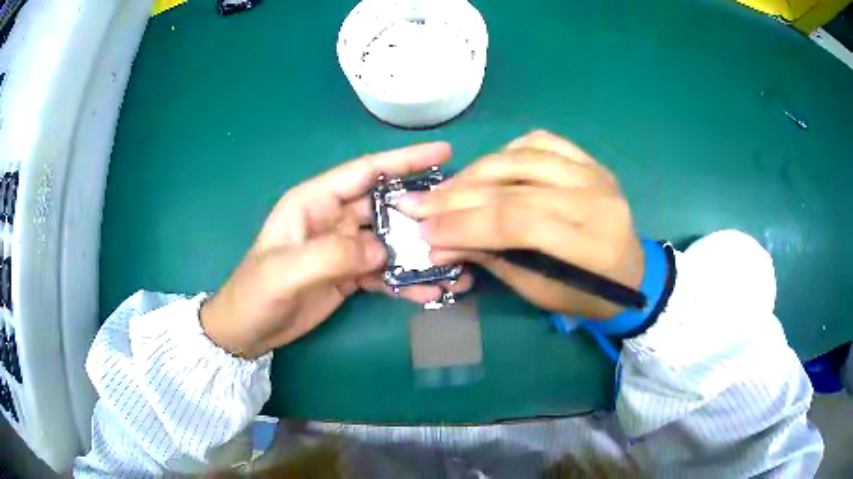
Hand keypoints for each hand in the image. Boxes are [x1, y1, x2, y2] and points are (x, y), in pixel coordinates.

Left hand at [201, 142, 469, 358]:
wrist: (248, 330)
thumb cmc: (256, 292)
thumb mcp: (286, 270)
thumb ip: (333, 254)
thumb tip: (383, 251)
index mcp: (315, 201)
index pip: (365, 171)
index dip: (404, 160)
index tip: (444, 153)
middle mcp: (333, 218)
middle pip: (386, 207)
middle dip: (422, 213)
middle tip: (459, 223)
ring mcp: (344, 248)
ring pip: (391, 242)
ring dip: (420, 253)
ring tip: (454, 268)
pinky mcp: (350, 274)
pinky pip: (385, 272)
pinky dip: (406, 280)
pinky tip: (428, 293)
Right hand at [398, 131, 643, 318]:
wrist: (632, 273)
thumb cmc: (587, 295)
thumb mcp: (540, 291)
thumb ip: (494, 259)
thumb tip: (441, 241)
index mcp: (592, 244)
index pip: (519, 222)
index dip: (467, 224)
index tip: (425, 229)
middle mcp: (596, 199)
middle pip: (516, 187)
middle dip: (459, 197)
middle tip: (419, 205)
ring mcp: (595, 173)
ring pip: (524, 157)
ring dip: (477, 171)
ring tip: (446, 189)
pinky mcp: (590, 161)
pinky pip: (541, 141)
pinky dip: (508, 151)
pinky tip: (488, 168)